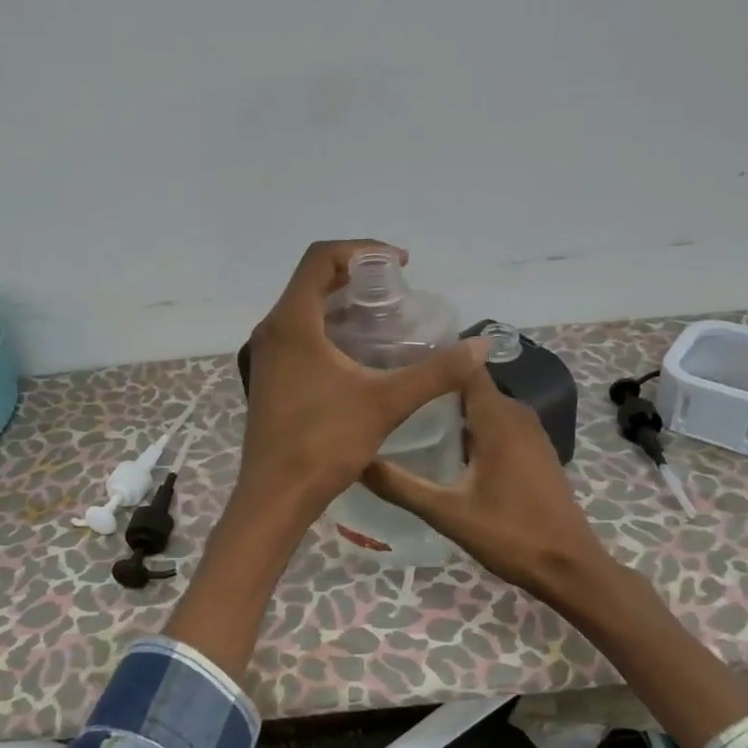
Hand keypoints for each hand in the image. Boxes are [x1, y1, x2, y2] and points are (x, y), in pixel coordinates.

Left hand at [237, 240, 488, 527]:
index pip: (321, 258)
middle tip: (397, 292)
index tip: (399, 264)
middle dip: (356, 277)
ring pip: (304, 310)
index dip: (362, 250)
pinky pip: (299, 336)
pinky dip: (329, 330)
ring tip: (384, 320)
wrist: (275, 497)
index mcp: (292, 323)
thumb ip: (435, 372)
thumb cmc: (324, 443)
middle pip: (312, 281)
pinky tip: (359, 356)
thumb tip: (481, 345)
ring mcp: (266, 356)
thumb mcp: (386, 403)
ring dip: (342, 305)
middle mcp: (272, 330)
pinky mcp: (269, 378)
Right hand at [362, 364, 614, 606]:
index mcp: (497, 417)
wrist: (570, 567)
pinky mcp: (534, 450)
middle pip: (469, 385)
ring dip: (451, 409)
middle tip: (391, 394)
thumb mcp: (447, 513)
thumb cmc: (510, 535)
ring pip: (483, 406)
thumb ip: (400, 485)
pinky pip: (497, 424)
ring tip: (408, 417)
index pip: (463, 366)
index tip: (393, 362)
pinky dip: (471, 427)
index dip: (430, 360)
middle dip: (434, 387)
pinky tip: (444, 448)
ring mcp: (530, 432)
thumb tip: (355, 461)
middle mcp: (516, 413)